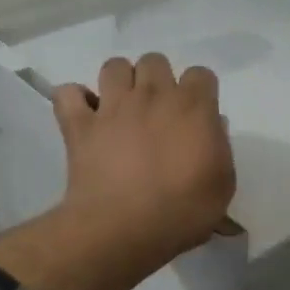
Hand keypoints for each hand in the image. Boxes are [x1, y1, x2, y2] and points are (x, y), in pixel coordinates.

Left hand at [53, 54, 236, 271]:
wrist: (123, 228)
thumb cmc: (182, 210)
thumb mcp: (222, 186)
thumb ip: (219, 149)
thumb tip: (212, 127)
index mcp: (193, 107)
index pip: (201, 74)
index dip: (200, 91)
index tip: (198, 114)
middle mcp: (153, 95)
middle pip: (155, 61)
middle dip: (158, 79)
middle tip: (158, 110)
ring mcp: (112, 106)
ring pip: (114, 66)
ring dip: (119, 81)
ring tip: (123, 107)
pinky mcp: (80, 124)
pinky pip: (68, 93)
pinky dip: (74, 100)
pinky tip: (84, 116)